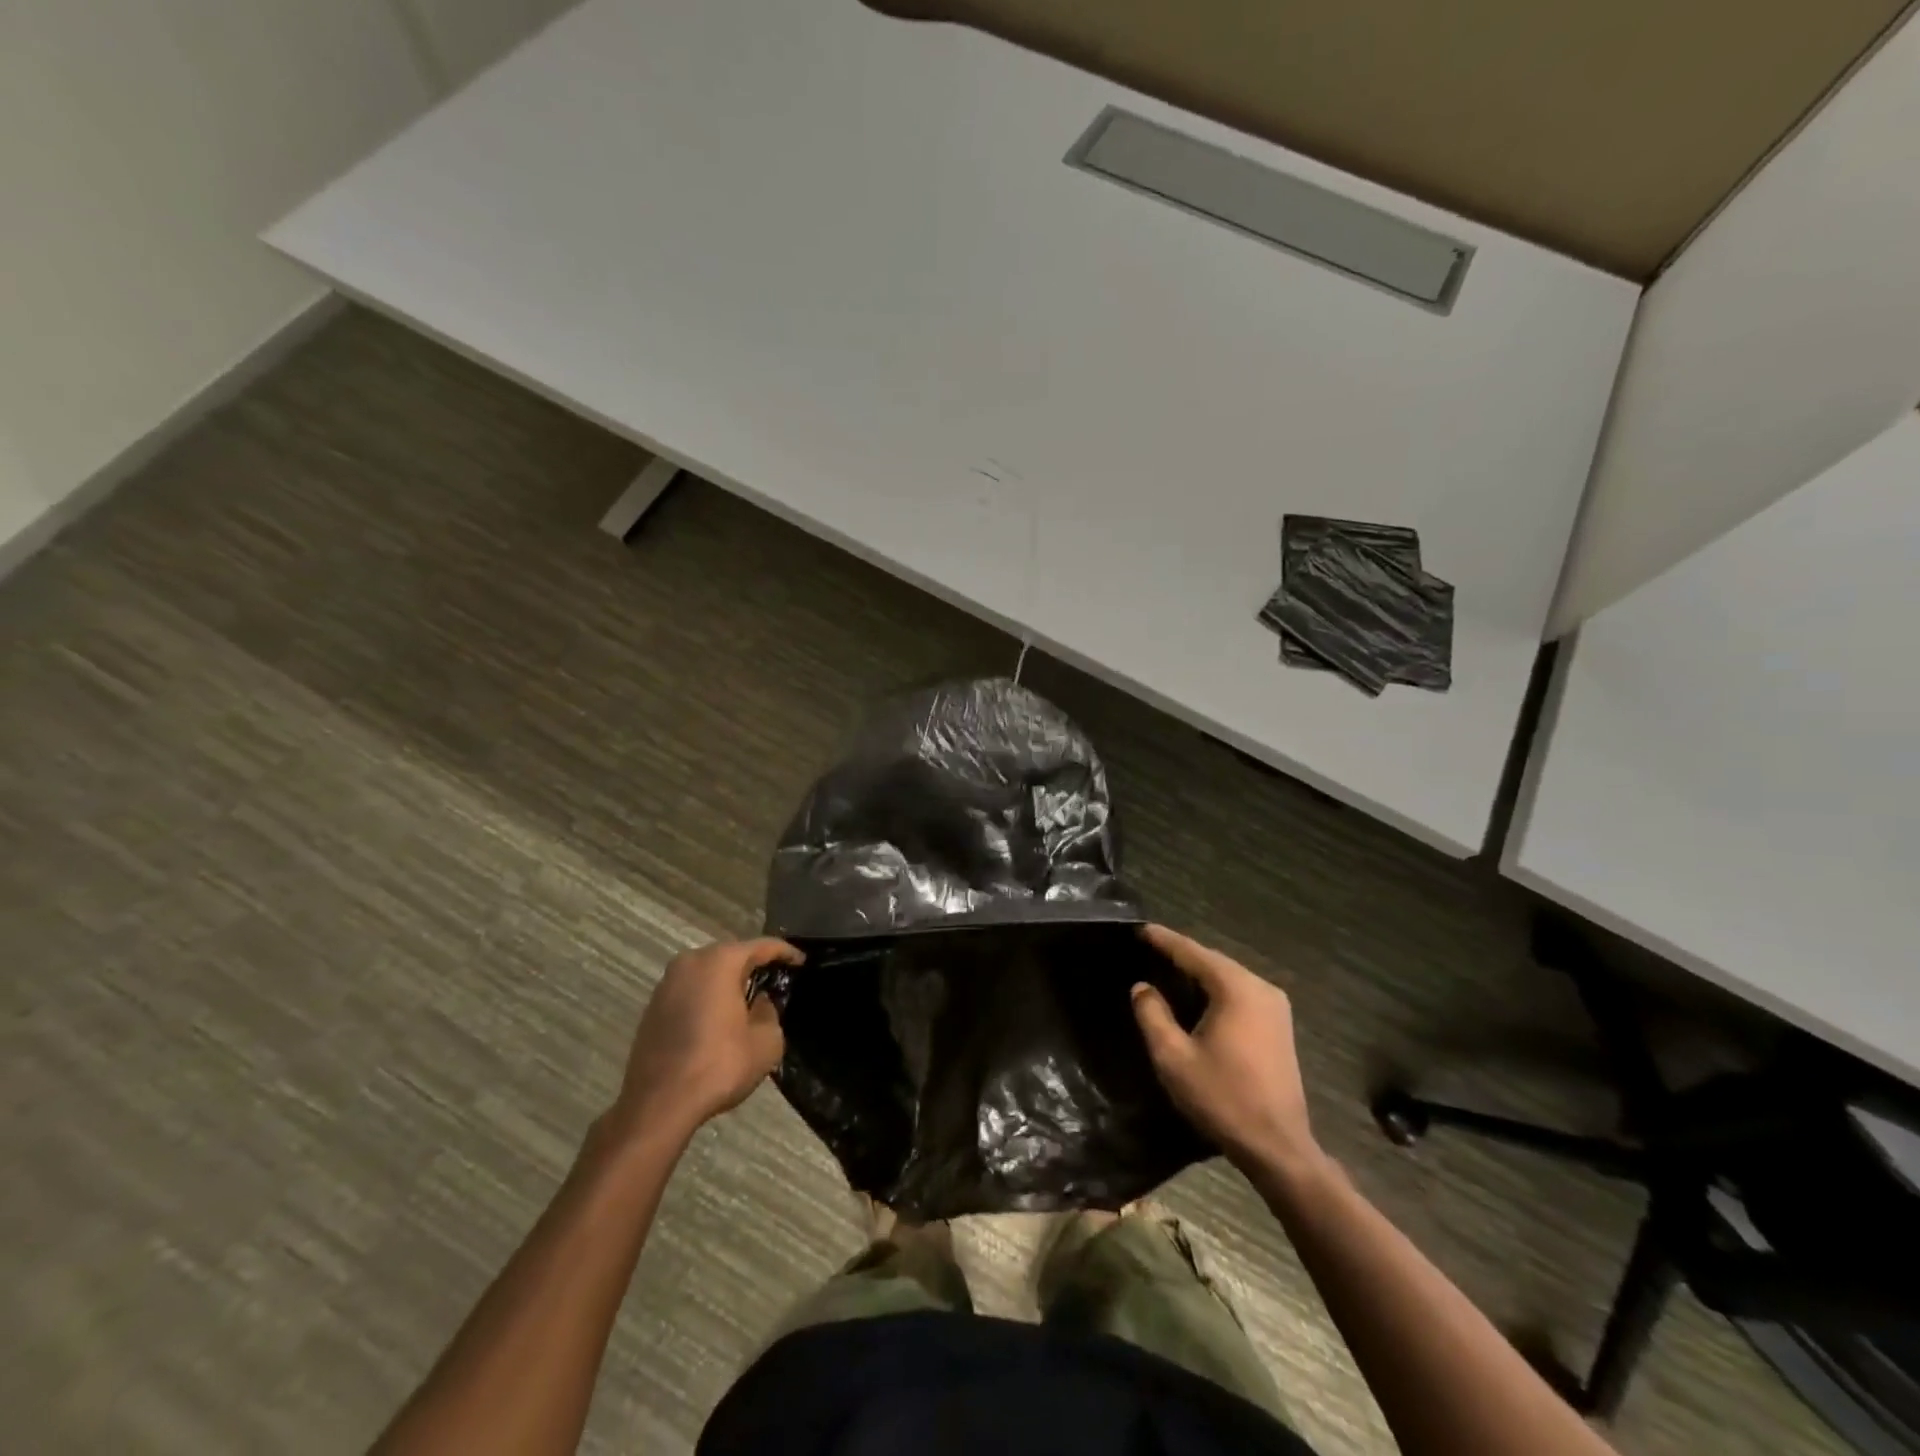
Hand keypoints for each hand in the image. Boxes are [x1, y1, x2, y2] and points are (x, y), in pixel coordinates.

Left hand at [610, 938, 801, 1140]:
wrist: (658, 1104)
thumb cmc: (719, 1065)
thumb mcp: (766, 1041)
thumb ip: (769, 1012)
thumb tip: (758, 1003)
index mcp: (720, 962)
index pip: (761, 946)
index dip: (785, 952)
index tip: (801, 961)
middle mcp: (690, 962)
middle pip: (731, 955)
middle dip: (754, 965)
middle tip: (776, 979)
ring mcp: (666, 984)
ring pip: (708, 973)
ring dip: (728, 982)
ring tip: (748, 1000)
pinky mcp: (653, 1007)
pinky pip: (690, 991)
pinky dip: (708, 998)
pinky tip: (719, 1019)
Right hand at [1132, 924, 1321, 1177]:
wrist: (1278, 1147)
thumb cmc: (1222, 1098)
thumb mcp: (1173, 1057)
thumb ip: (1152, 1015)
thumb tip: (1142, 986)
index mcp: (1235, 989)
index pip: (1192, 952)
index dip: (1164, 940)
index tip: (1140, 929)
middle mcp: (1260, 988)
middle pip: (1213, 960)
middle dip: (1181, 954)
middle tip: (1149, 947)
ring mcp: (1275, 1006)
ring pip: (1228, 976)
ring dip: (1199, 972)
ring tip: (1167, 968)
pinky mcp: (1279, 1026)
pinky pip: (1240, 993)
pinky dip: (1216, 988)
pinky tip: (1197, 996)